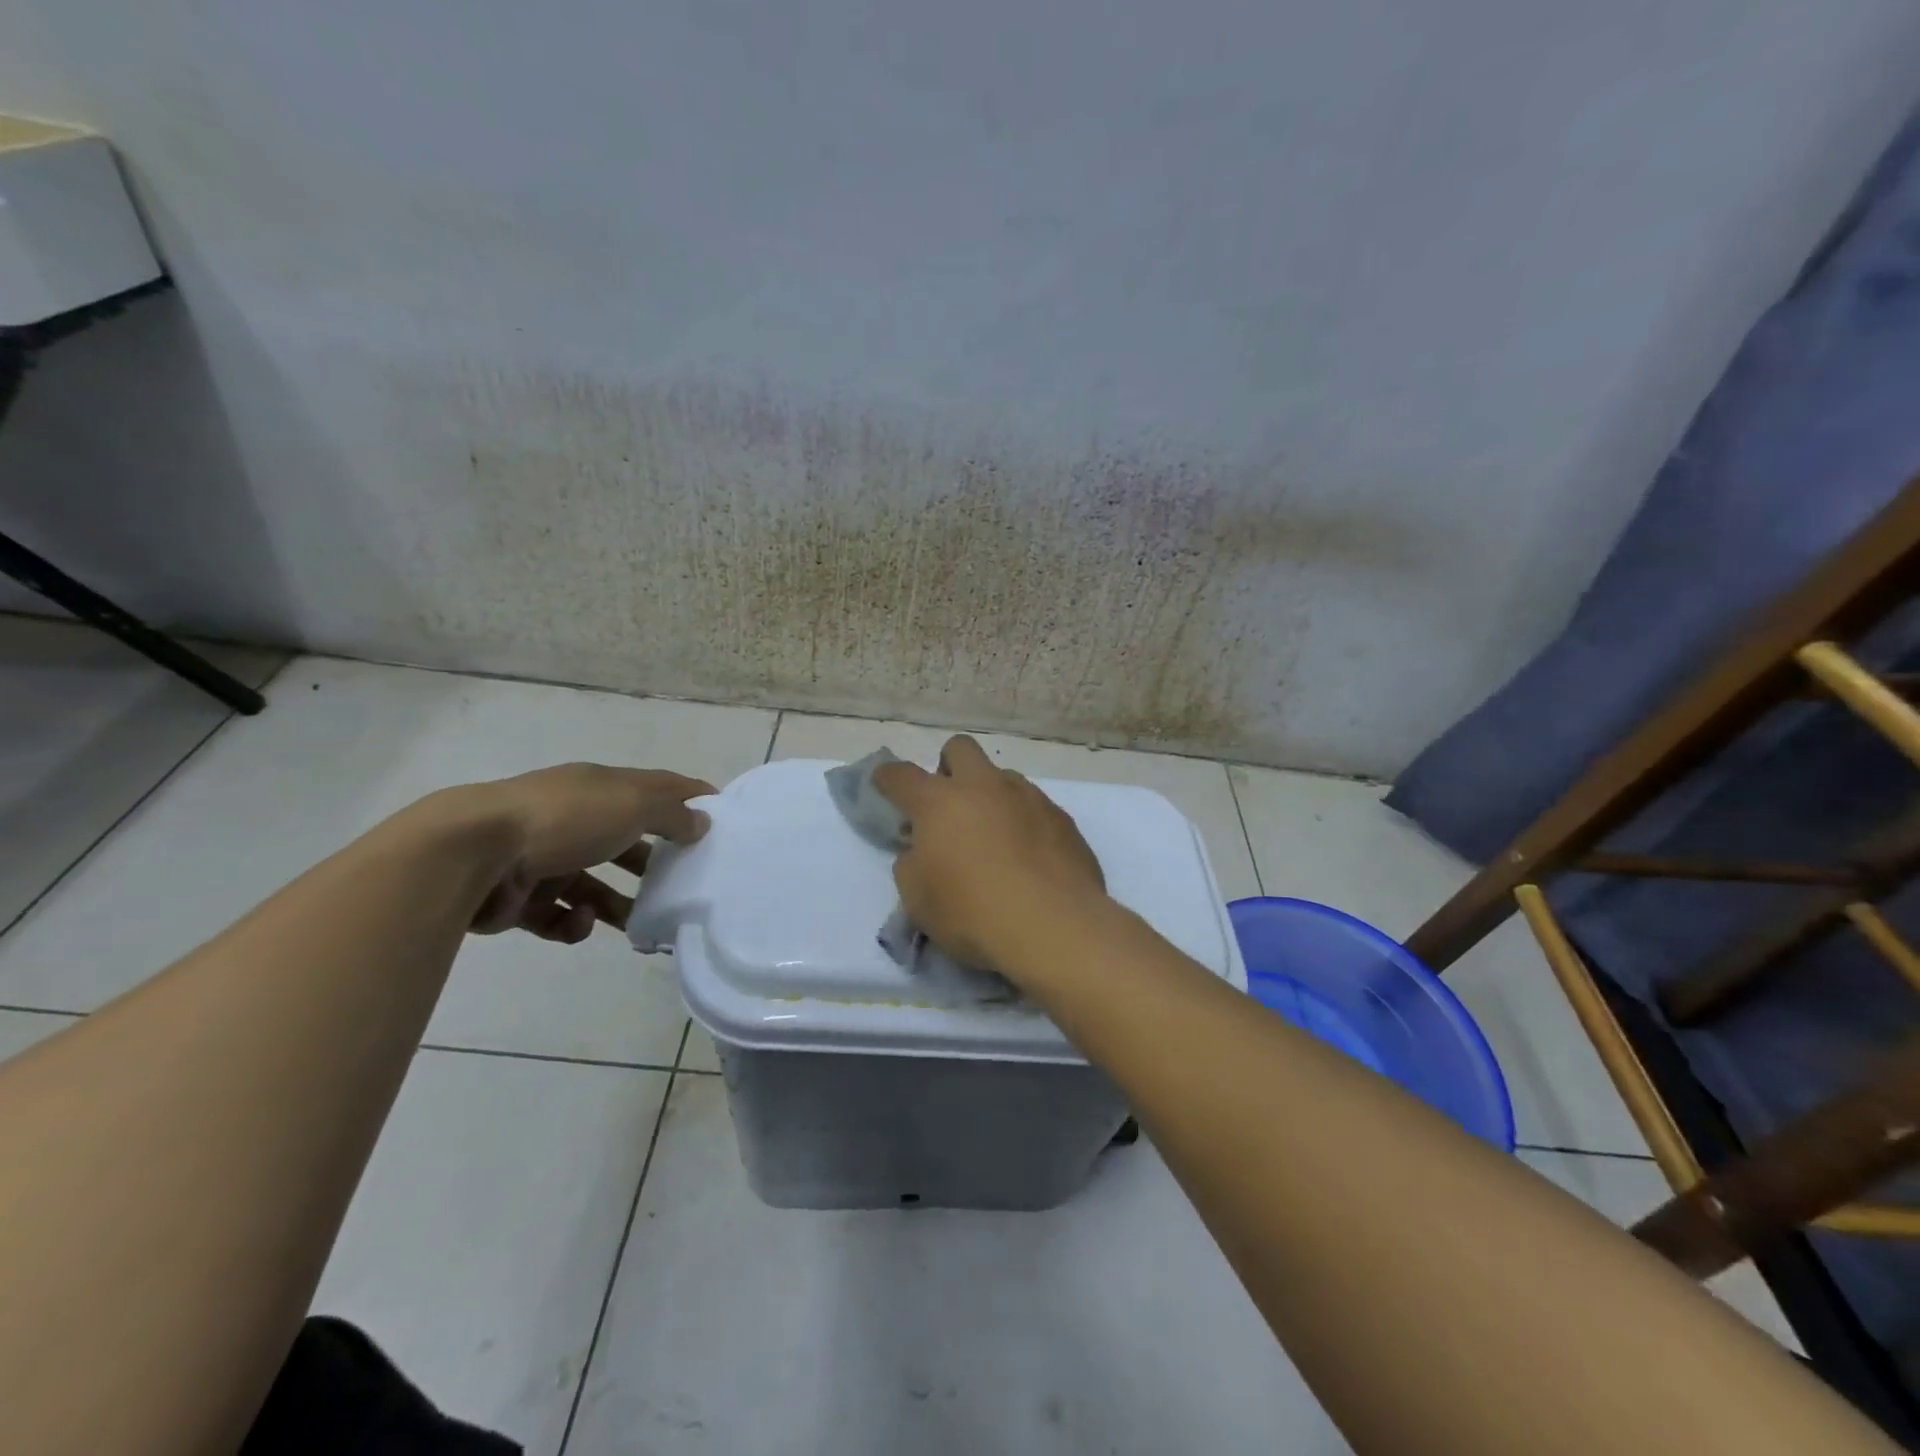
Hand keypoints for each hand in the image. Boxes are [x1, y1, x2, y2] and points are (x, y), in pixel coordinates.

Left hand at [458, 764, 713, 942]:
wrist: (471, 853)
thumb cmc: (565, 818)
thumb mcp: (633, 805)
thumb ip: (673, 814)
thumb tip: (702, 821)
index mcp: (600, 787)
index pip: (655, 788)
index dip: (688, 799)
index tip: (719, 819)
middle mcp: (573, 817)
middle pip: (624, 839)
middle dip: (653, 861)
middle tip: (682, 883)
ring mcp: (543, 857)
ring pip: (592, 884)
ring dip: (617, 903)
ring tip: (641, 923)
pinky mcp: (519, 898)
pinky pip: (558, 915)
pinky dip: (574, 922)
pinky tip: (579, 920)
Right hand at [873, 736, 1107, 979]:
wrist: (1053, 927)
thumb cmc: (972, 913)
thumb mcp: (918, 899)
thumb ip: (912, 864)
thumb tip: (922, 849)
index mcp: (940, 802)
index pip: (901, 776)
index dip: (888, 778)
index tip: (884, 784)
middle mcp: (984, 787)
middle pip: (960, 748)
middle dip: (948, 767)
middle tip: (948, 804)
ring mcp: (1028, 798)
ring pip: (1003, 777)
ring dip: (990, 796)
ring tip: (993, 838)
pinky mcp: (1062, 819)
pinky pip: (1035, 807)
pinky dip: (1024, 823)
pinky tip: (1029, 858)